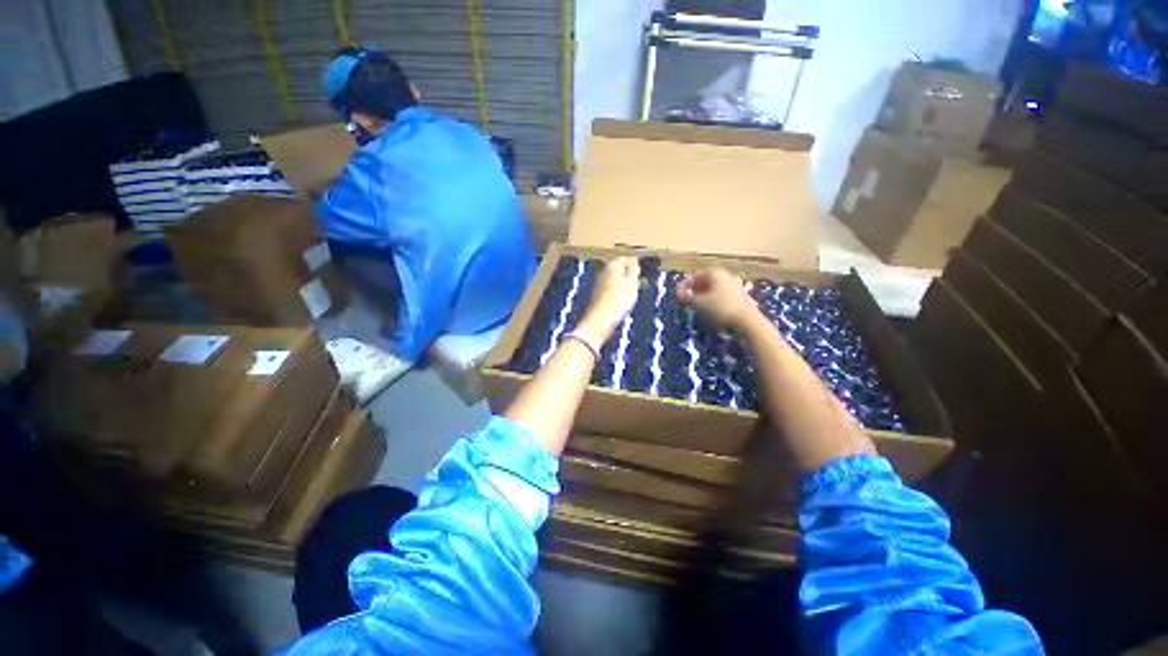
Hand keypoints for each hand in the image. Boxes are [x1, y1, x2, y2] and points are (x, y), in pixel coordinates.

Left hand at [578, 256, 639, 342]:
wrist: (602, 318)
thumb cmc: (620, 298)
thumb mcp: (632, 282)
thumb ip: (633, 269)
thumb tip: (633, 258)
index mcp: (612, 266)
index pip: (624, 258)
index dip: (633, 265)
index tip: (641, 274)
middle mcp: (603, 273)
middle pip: (618, 269)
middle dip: (628, 275)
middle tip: (638, 283)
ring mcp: (599, 285)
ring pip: (614, 280)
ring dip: (623, 285)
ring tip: (632, 294)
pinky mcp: (597, 297)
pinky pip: (610, 291)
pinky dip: (617, 294)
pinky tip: (622, 302)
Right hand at [677, 269, 758, 330]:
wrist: (747, 321)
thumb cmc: (721, 309)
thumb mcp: (699, 303)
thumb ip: (686, 297)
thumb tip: (678, 293)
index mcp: (714, 273)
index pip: (693, 276)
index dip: (683, 287)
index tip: (677, 297)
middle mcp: (725, 275)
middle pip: (703, 282)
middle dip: (693, 291)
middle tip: (685, 302)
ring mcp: (735, 284)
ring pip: (713, 289)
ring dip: (702, 297)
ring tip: (696, 308)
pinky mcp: (741, 295)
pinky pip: (721, 295)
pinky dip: (712, 300)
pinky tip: (710, 311)